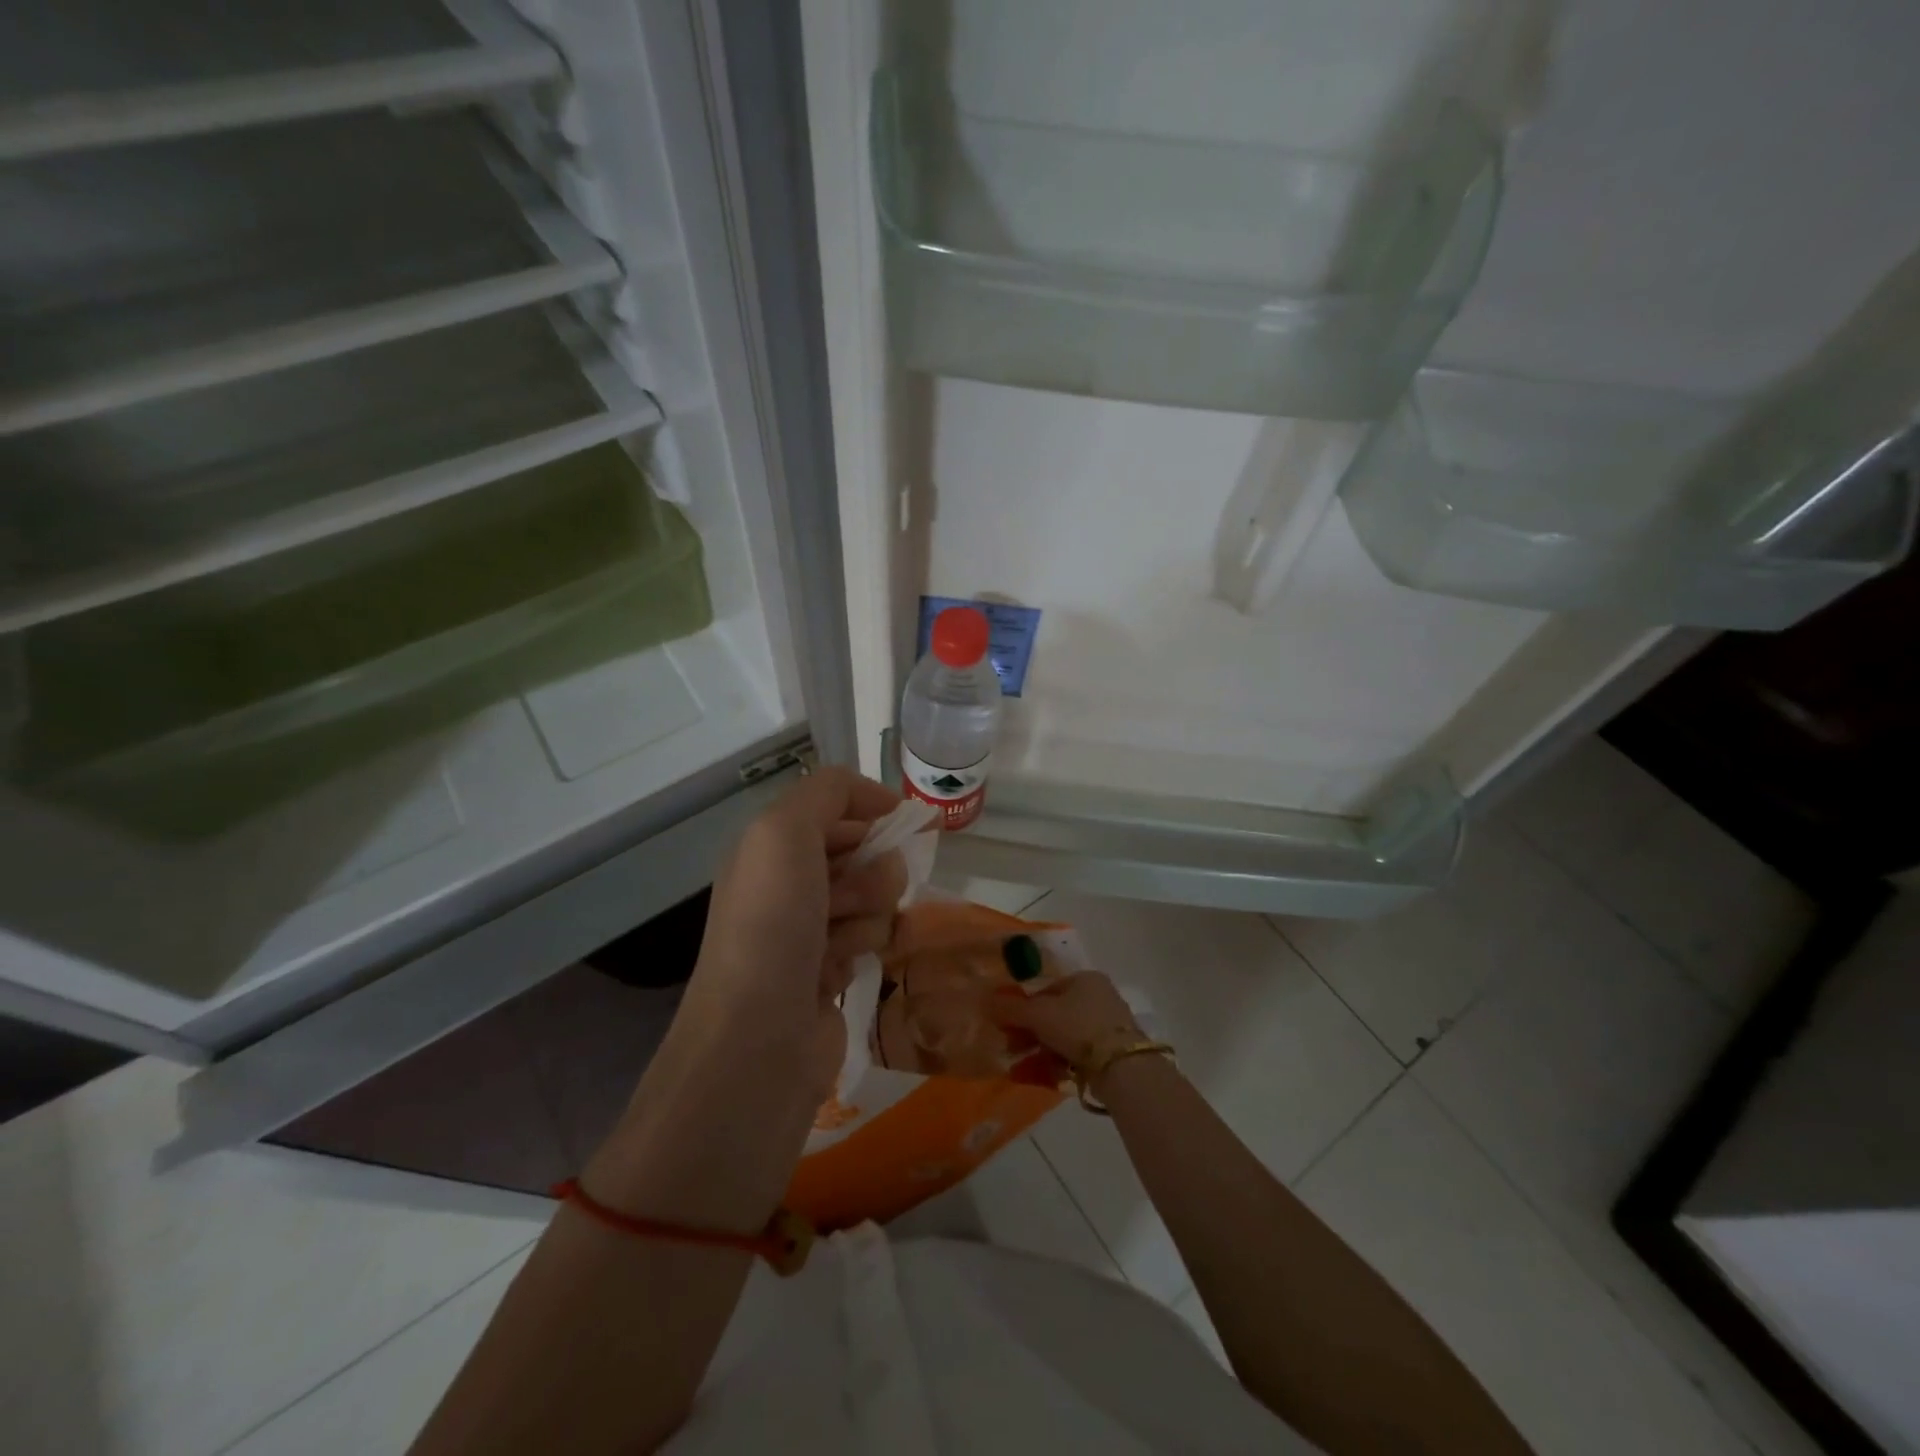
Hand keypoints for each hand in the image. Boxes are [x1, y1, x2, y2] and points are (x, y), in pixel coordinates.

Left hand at [678, 767, 906, 1096]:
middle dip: (870, 870)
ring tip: (839, 943)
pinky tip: (842, 971)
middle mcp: (787, 882)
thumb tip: (877, 800)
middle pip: (861, 852)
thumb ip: (827, 793)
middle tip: (848, 899)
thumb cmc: (772, 925)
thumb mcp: (784, 833)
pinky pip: (871, 938)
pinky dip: (863, 948)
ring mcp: (808, 929)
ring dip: (867, 913)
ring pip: (873, 896)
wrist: (758, 1038)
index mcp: (769, 846)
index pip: (835, 806)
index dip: (872, 809)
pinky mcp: (829, 972)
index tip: (909, 823)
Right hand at [991, 972, 1144, 1082]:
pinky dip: (1058, 1063)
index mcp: (1085, 979)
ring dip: (1040, 1051)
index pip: (1046, 990)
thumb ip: (1011, 1008)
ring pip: (1064, 1037)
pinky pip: (1077, 1054)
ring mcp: (1108, 1026)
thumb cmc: (1077, 1026)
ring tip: (1021, 1068)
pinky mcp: (1112, 1052)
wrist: (1121, 1065)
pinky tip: (1042, 1075)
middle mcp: (1099, 997)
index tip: (1006, 1026)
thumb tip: (986, 1000)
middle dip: (1030, 1033)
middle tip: (1011, 1048)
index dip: (1023, 1007)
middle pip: (1054, 1014)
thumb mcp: (1039, 1014)